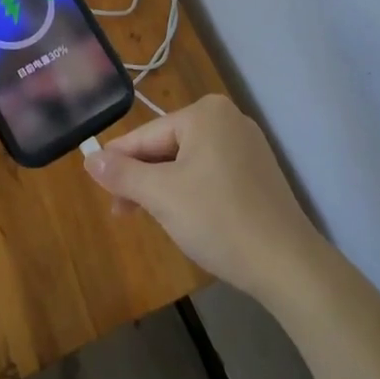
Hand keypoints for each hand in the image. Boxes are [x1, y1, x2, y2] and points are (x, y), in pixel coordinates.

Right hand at [85, 95, 324, 303]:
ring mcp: (248, 145)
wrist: (289, 265)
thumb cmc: (219, 219)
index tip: (98, 186)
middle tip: (122, 213)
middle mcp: (228, 118)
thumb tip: (90, 158)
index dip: (119, 162)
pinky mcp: (259, 173)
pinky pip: (211, 174)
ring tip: (151, 219)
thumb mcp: (161, 196)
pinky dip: (193, 193)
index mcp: (205, 113)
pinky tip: (188, 219)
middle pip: (168, 147)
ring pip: (188, 163)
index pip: (147, 135)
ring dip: (166, 189)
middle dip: (144, 180)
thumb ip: (122, 174)